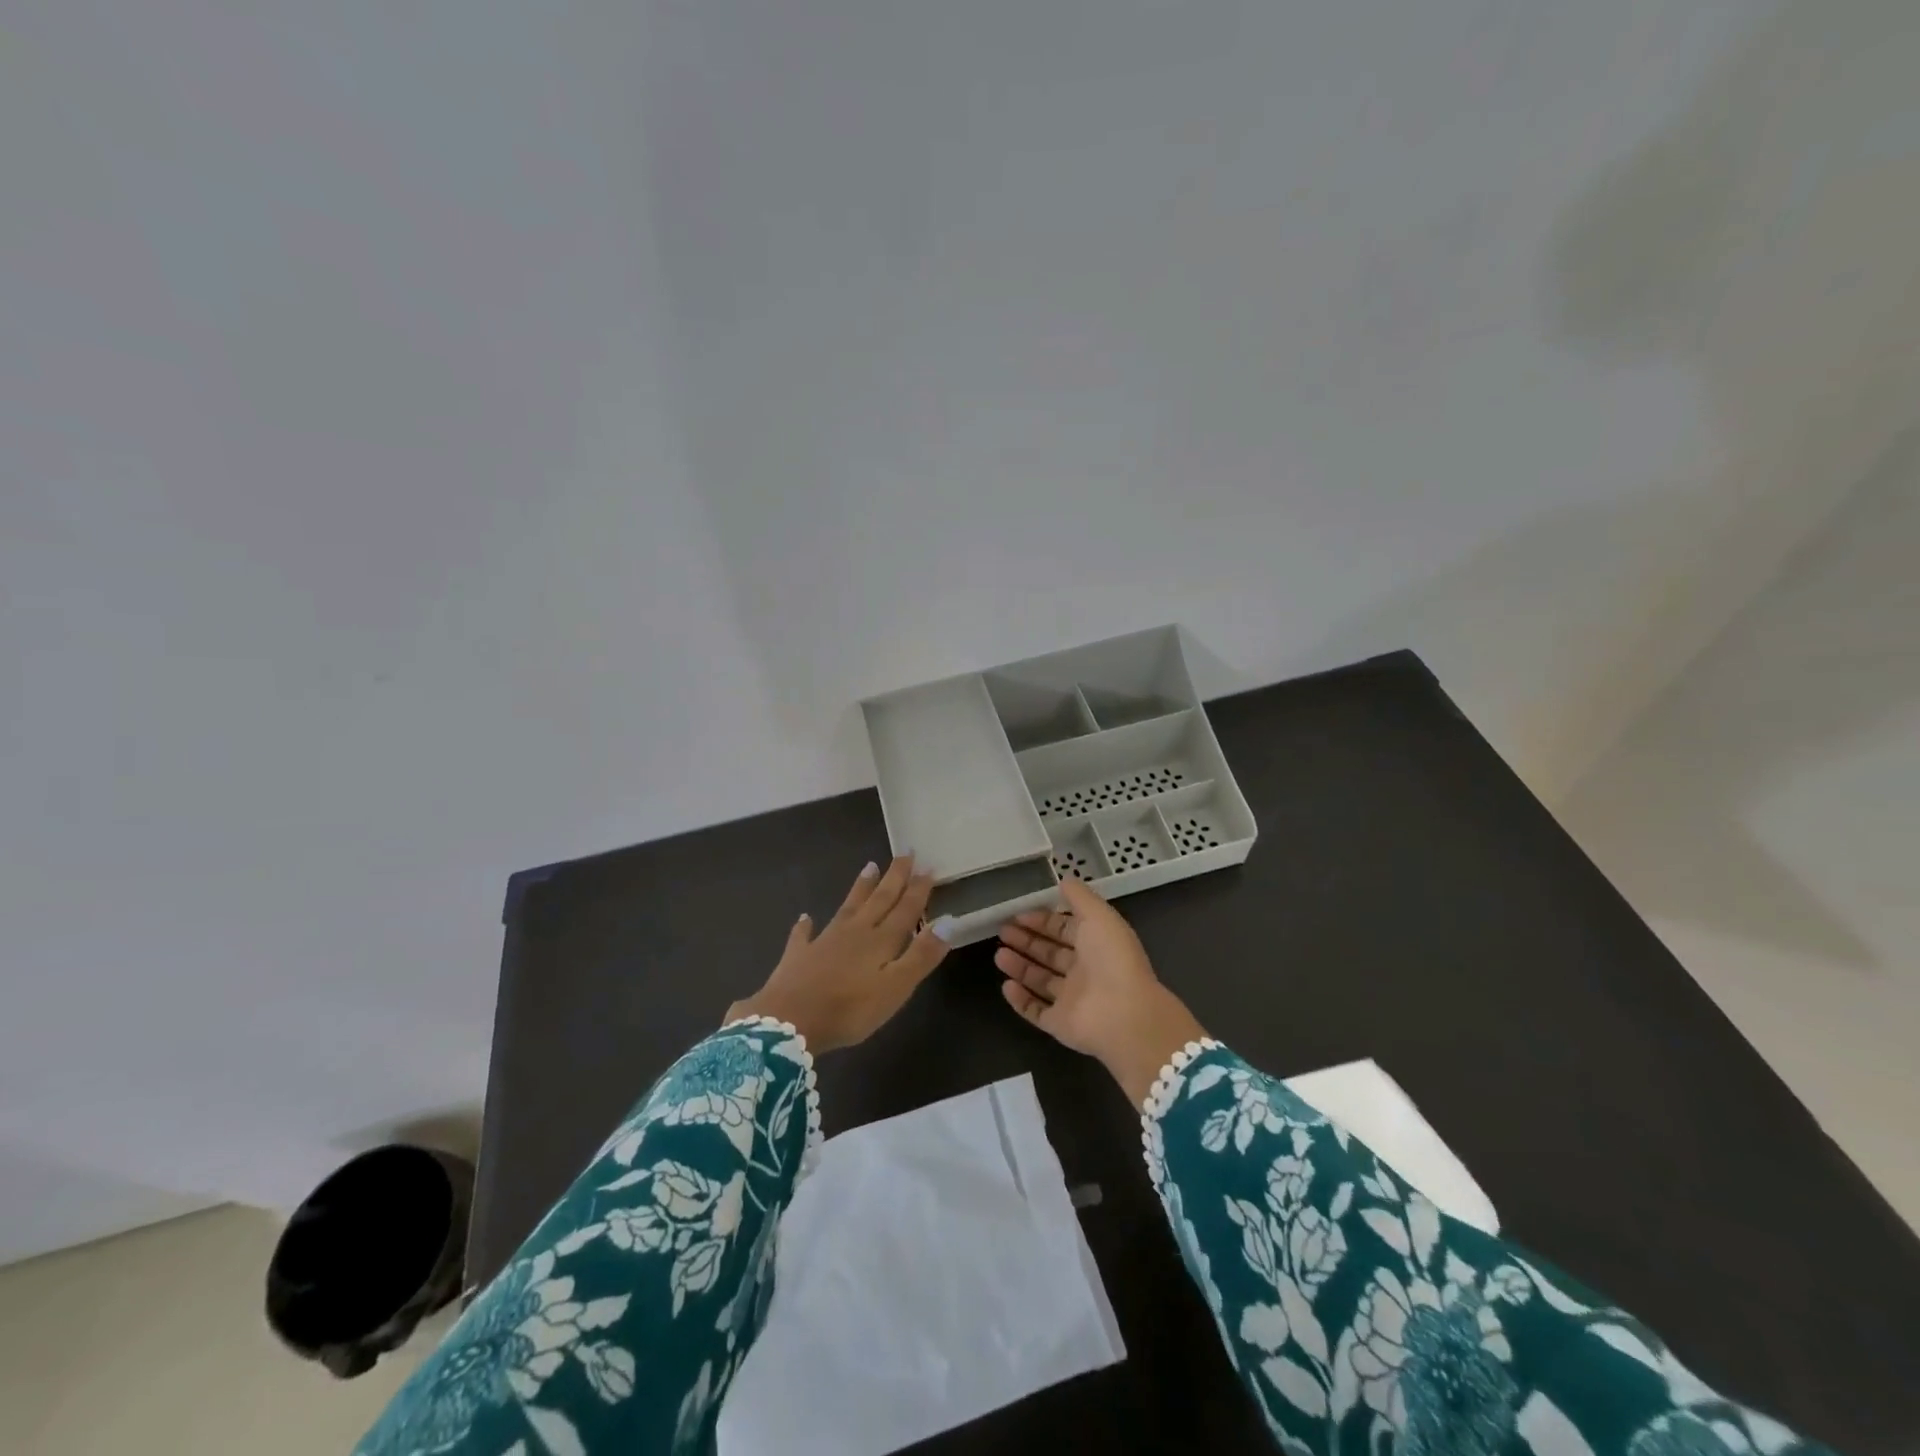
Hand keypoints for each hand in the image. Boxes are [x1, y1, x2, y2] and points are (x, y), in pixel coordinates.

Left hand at [727, 855, 953, 1053]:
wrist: (789, 1022)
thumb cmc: (850, 1009)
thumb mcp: (896, 987)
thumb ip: (922, 955)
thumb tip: (949, 920)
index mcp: (881, 940)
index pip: (905, 909)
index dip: (918, 889)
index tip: (928, 866)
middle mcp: (855, 932)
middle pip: (879, 900)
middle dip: (894, 877)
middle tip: (905, 853)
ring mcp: (824, 941)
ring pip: (848, 907)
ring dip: (860, 888)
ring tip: (869, 866)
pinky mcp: (798, 956)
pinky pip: (804, 935)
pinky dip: (806, 926)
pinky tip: (805, 917)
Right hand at [995, 878, 1206, 1104]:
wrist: (1124, 1014)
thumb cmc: (1112, 958)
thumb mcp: (1098, 915)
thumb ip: (1079, 897)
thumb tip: (1063, 879)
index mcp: (1096, 944)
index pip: (1065, 929)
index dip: (1042, 920)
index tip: (1018, 914)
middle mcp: (1085, 971)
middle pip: (1050, 954)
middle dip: (1026, 941)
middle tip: (1001, 931)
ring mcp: (1073, 1000)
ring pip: (1041, 981)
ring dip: (1020, 967)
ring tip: (998, 955)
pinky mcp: (1061, 1024)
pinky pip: (1037, 1011)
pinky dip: (1021, 1000)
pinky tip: (1005, 986)